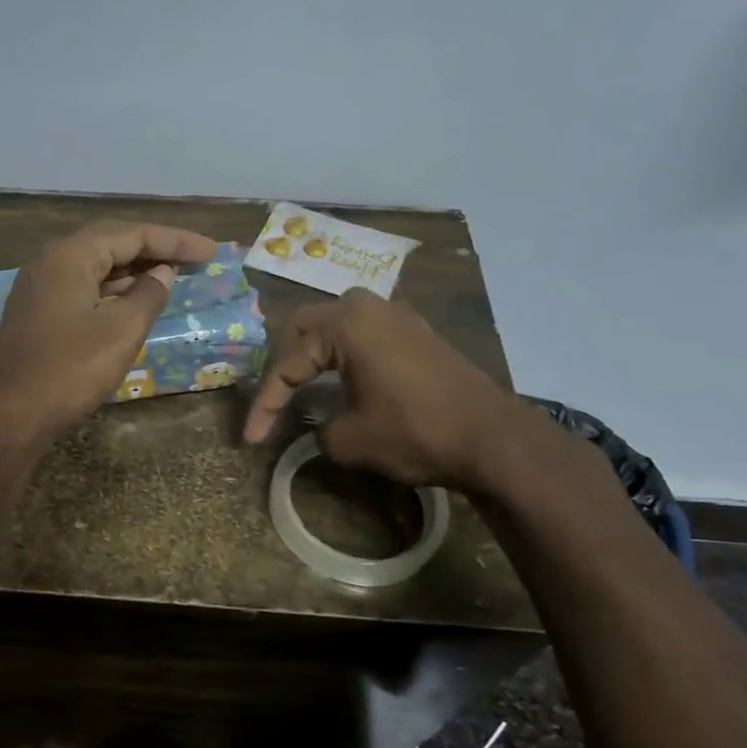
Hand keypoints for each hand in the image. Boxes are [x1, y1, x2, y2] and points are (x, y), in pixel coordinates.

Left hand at [0, 220, 218, 448]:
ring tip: (173, 276)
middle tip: (195, 258)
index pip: (131, 233)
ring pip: (96, 266)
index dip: (175, 240)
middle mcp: (51, 261)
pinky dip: (113, 290)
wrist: (12, 416)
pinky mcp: (38, 312)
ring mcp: (40, 286)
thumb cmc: (70, 370)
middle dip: (155, 249)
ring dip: (134, 270)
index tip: (211, 251)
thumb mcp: (121, 331)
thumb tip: (163, 273)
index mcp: (70, 255)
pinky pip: (83, 287)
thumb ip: (149, 295)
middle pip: (111, 243)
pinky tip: (135, 301)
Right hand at [243, 288, 531, 491]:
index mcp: (345, 324)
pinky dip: (344, 352)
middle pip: (305, 326)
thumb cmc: (415, 432)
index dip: (265, 403)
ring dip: (314, 351)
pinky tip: (343, 376)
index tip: (252, 438)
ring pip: (336, 323)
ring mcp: (398, 316)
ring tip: (301, 382)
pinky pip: (366, 332)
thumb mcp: (349, 440)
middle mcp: (369, 307)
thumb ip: (318, 428)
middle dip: (283, 363)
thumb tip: (320, 424)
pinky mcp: (418, 333)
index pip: (288, 362)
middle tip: (273, 397)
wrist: (494, 439)